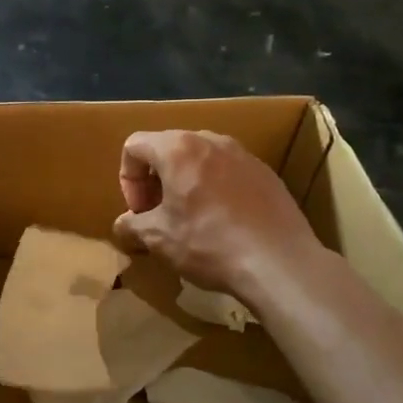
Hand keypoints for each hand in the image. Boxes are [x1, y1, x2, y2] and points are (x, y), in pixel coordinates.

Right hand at [114, 130, 324, 300]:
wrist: (279, 262)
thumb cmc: (209, 243)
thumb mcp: (158, 239)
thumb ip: (131, 225)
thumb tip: (123, 226)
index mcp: (177, 148)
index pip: (135, 145)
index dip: (127, 178)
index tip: (139, 210)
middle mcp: (210, 140)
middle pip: (168, 148)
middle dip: (156, 179)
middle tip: (159, 213)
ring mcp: (243, 154)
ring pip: (200, 159)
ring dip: (185, 182)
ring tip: (191, 217)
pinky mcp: (266, 172)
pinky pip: (228, 171)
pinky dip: (216, 189)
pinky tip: (224, 223)